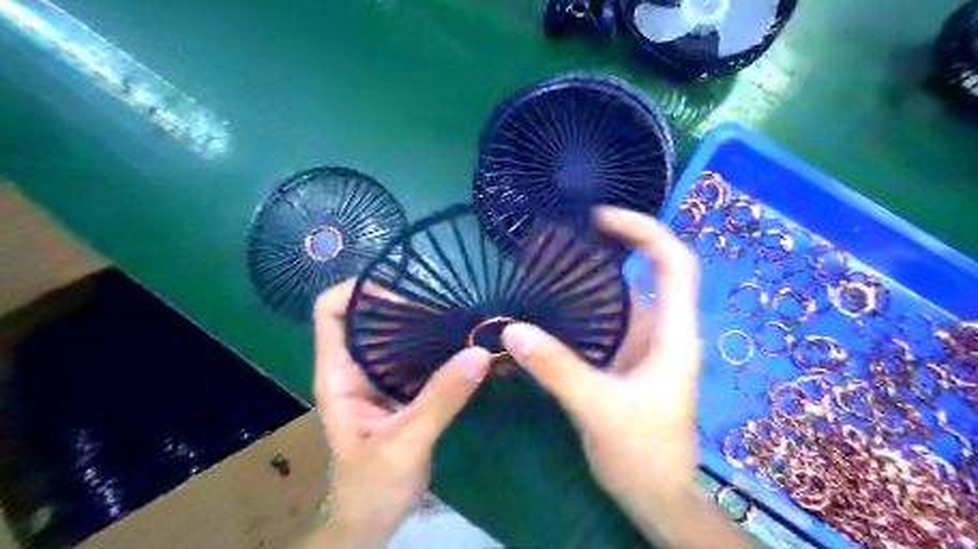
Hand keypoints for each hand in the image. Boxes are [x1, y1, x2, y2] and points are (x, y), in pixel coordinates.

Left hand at [305, 284, 487, 548]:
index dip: (357, 290)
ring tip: (455, 310)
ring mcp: (376, 377)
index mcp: (338, 374)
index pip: (330, 311)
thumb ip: (440, 398)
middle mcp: (354, 367)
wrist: (371, 521)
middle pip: (365, 315)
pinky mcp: (398, 388)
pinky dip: (432, 341)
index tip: (403, 286)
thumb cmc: (373, 487)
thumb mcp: (406, 443)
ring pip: (391, 332)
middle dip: (399, 299)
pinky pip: (413, 353)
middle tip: (442, 296)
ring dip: (419, 319)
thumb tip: (479, 352)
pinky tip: (458, 339)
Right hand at [499, 207, 750, 547]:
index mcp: (673, 334)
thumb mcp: (598, 408)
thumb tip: (512, 330)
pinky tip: (556, 301)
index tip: (602, 219)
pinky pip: (608, 318)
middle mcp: (663, 330)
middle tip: (571, 232)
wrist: (656, 496)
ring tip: (558, 257)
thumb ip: (557, 369)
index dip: (644, 232)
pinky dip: (587, 303)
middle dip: (618, 243)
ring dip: (597, 274)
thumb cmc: (642, 454)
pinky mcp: (627, 357)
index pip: (674, 263)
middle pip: (651, 269)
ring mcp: (645, 344)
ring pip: (625, 294)